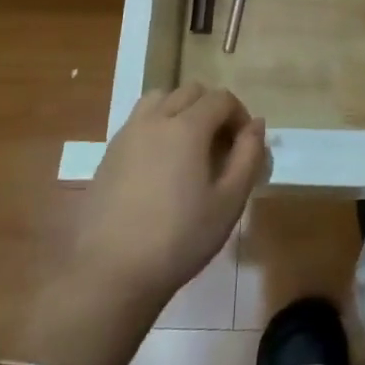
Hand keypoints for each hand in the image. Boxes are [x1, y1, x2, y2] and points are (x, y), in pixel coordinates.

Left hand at [71, 84, 270, 311]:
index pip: (221, 98)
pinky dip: (157, 126)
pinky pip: (138, 121)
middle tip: (221, 146)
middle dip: (212, 109)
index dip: (240, 115)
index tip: (245, 145)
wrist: (110, 273)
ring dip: (181, 110)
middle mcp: (155, 119)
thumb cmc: (179, 239)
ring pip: (159, 99)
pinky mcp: (108, 153)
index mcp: (187, 127)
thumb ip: (248, 157)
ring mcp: (127, 134)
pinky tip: (161, 166)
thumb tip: (257, 124)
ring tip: (189, 147)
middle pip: (190, 92)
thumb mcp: (229, 202)